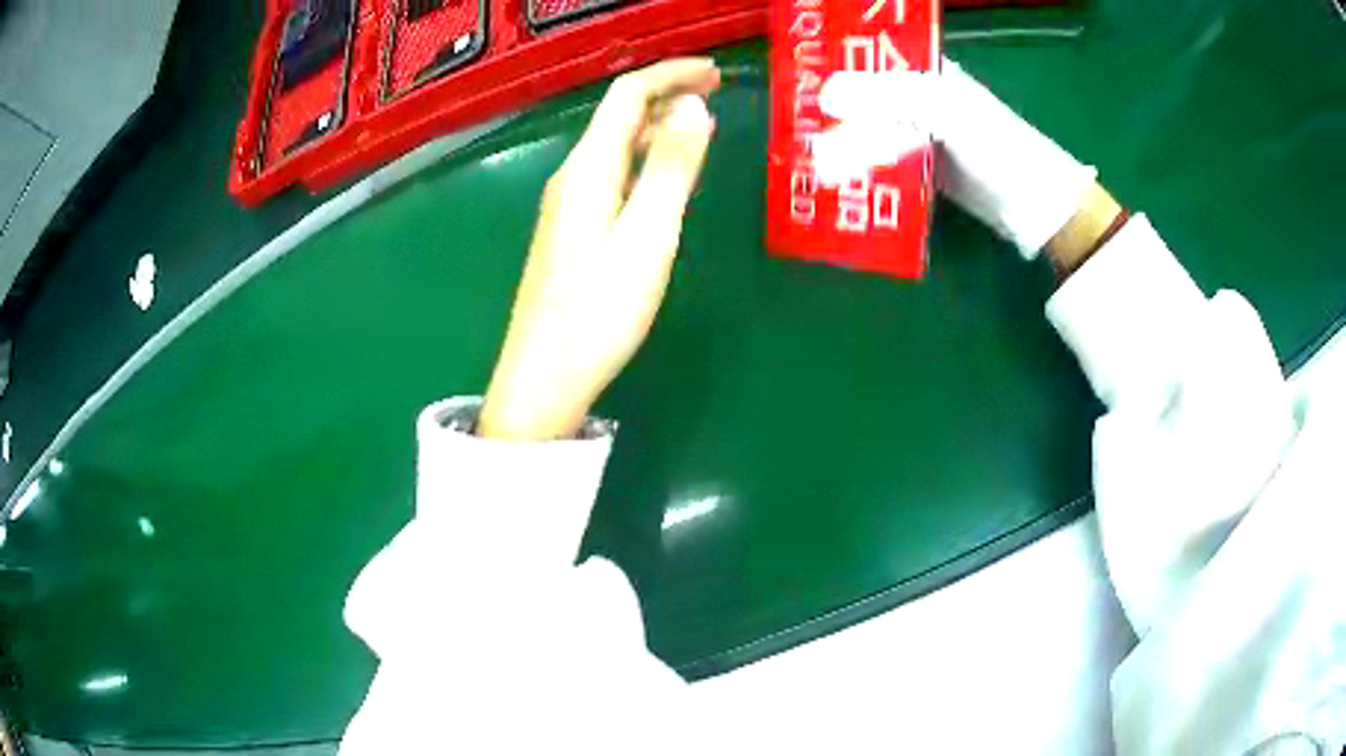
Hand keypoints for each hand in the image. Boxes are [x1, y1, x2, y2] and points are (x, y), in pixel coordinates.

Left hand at [480, 59, 719, 439]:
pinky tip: (661, 173)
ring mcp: (568, 204)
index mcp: (589, 169)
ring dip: (656, 123)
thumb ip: (671, 169)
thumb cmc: (599, 310)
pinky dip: (643, 157)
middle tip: (715, 90)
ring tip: (698, 122)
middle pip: (619, 115)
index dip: (670, 74)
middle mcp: (573, 176)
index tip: (715, 72)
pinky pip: (611, 172)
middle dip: (666, 92)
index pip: (628, 96)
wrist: (544, 375)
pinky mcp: (572, 230)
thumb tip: (692, 106)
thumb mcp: (647, 236)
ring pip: (615, 144)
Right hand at [815, 59, 1104, 261]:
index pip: (870, 58)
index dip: (835, 63)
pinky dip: (861, 168)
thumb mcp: (944, 111)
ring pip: (870, 130)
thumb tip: (824, 94)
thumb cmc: (995, 146)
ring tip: (805, 157)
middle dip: (830, 109)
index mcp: (925, 72)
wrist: (1032, 204)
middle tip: (791, 124)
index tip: (797, 77)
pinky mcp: (920, 168)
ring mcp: (919, 135)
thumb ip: (888, 97)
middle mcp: (918, 99)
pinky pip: (883, 162)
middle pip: (864, 96)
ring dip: (842, 143)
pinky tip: (835, 177)